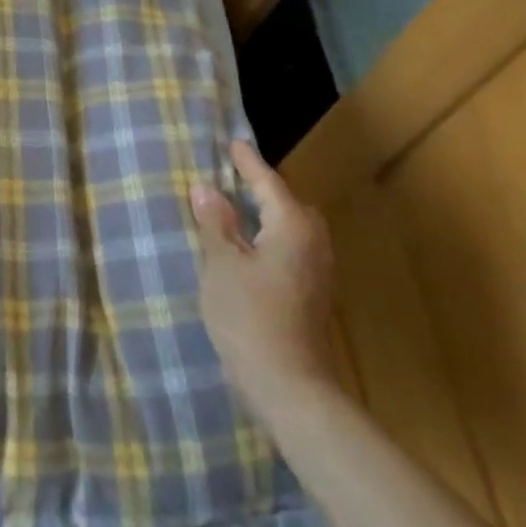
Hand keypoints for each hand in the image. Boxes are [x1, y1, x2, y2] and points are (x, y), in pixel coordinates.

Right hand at [190, 140, 338, 423]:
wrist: (288, 383)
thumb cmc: (248, 317)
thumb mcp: (222, 265)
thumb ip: (215, 224)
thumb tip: (207, 188)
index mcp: (292, 228)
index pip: (268, 184)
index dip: (248, 164)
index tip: (233, 143)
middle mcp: (313, 243)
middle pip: (289, 204)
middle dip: (264, 190)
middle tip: (233, 179)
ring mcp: (318, 271)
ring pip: (294, 229)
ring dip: (269, 216)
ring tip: (238, 212)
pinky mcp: (313, 294)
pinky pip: (293, 249)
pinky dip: (273, 238)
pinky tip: (251, 250)